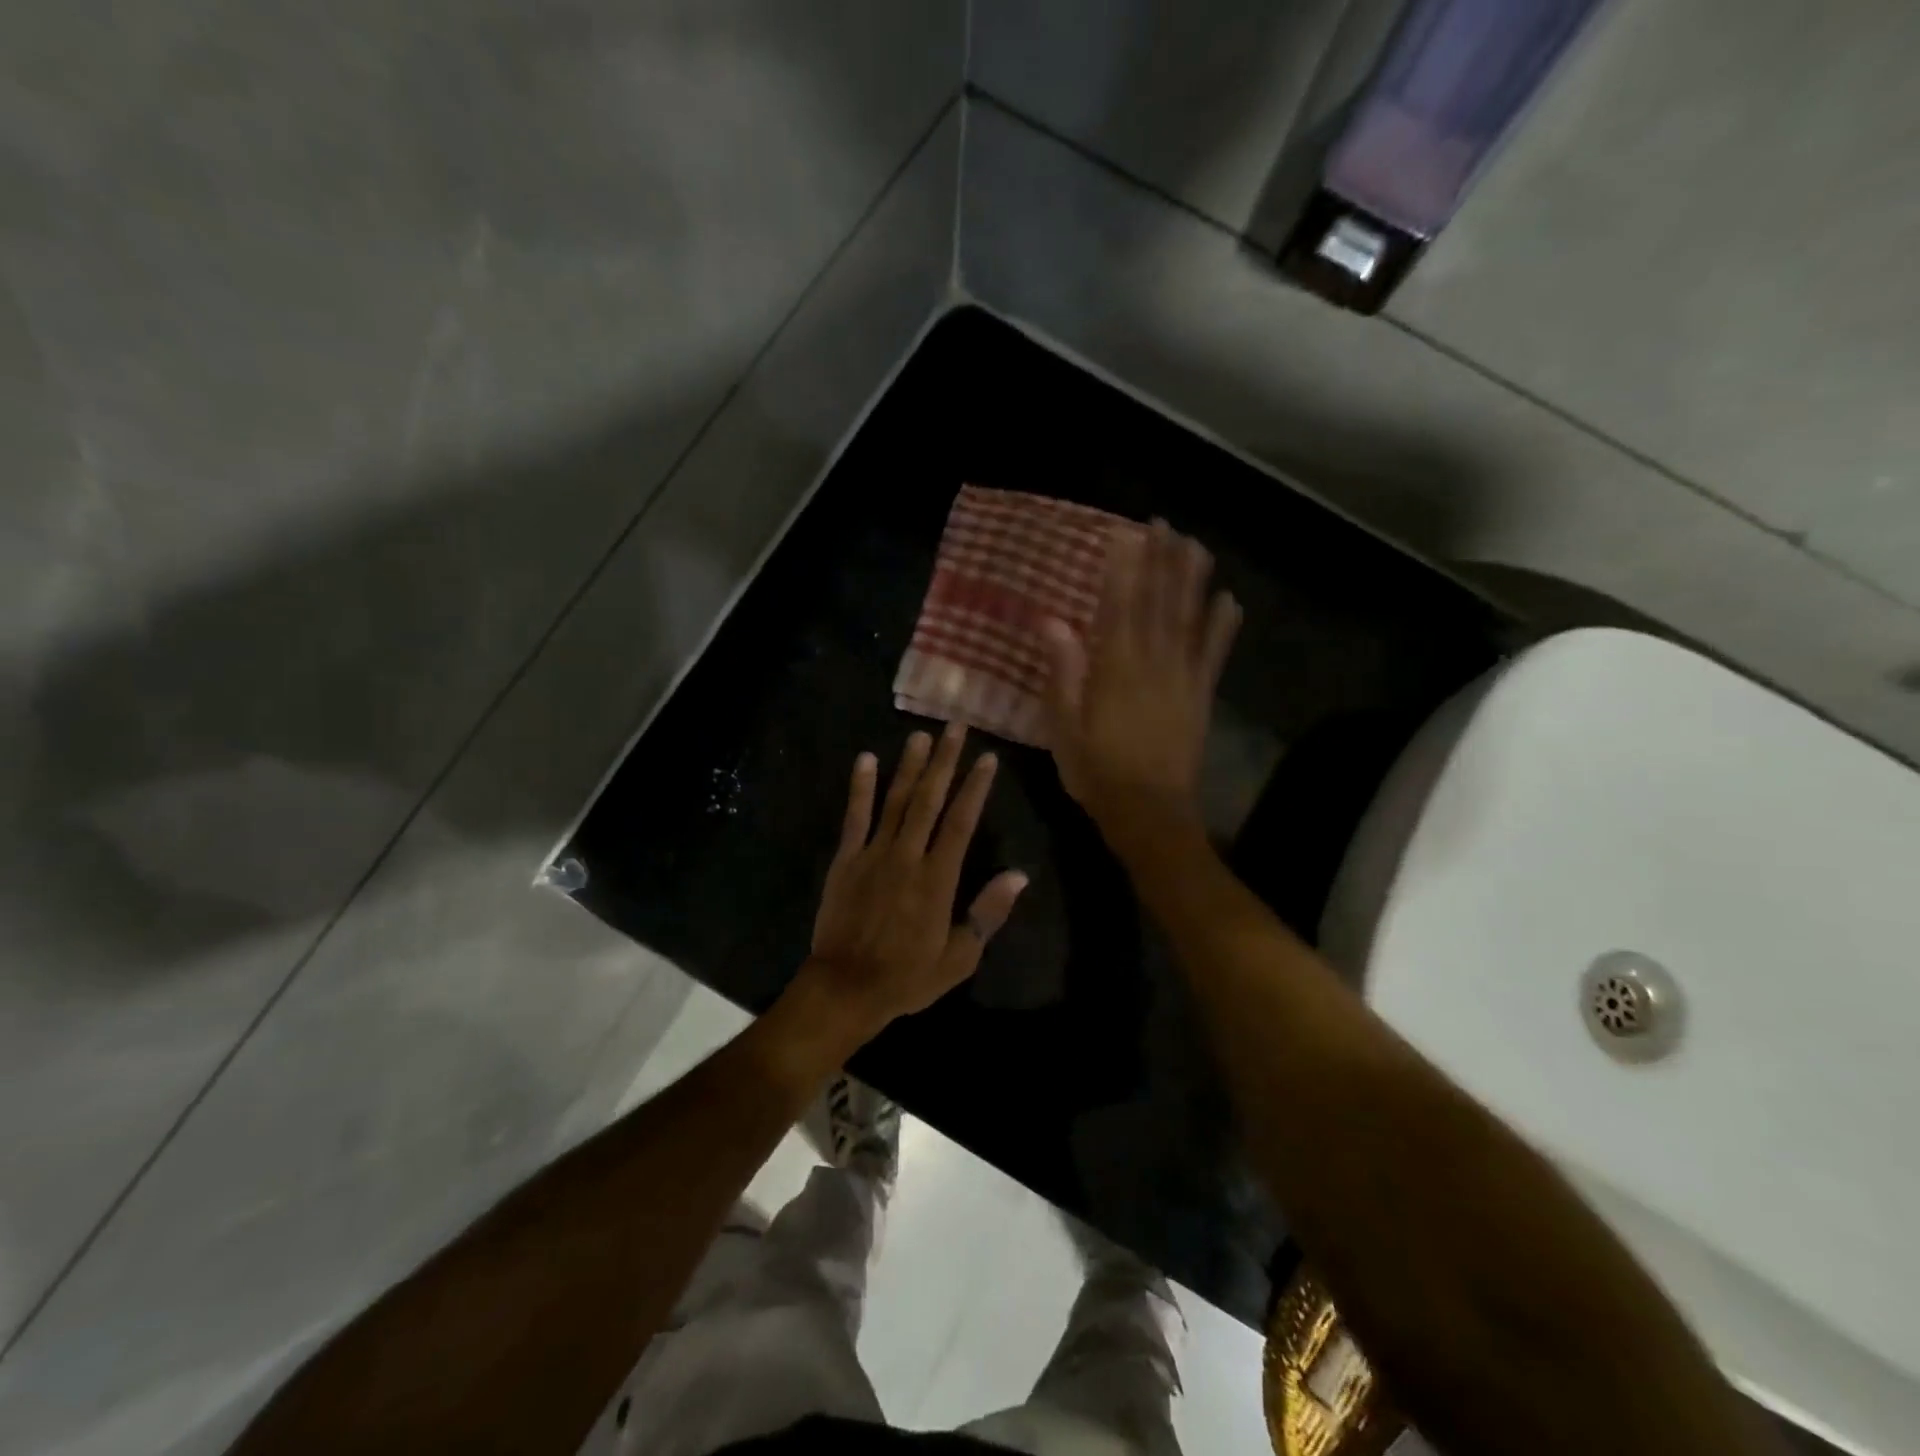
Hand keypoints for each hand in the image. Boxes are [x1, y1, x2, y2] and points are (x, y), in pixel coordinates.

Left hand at [801, 723, 1027, 1038]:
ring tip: (921, 735)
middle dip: (945, 762)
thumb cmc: (907, 977)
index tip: (987, 758)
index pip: (961, 822)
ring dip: (910, 766)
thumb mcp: (959, 957)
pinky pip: (855, 817)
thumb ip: (987, 913)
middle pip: (929, 800)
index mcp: (938, 879)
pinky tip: (866, 759)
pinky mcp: (846, 859)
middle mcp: (907, 856)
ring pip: (895, 801)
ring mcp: (873, 854)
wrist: (846, 988)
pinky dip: (860, 787)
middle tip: (955, 727)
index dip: (975, 788)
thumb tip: (1019, 875)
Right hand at [1041, 518, 1240, 839]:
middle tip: (1164, 524)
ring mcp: (1183, 677)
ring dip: (1193, 580)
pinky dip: (1222, 626)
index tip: (1126, 533)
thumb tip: (1052, 621)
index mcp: (1115, 668)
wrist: (1149, 811)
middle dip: (1161, 560)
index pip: (1119, 605)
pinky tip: (1228, 600)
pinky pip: (1214, 653)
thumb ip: (1062, 671)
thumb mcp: (1064, 725)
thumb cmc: (1096, 770)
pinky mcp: (1202, 696)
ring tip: (1196, 545)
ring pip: (1189, 619)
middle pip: (1159, 602)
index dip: (1124, 567)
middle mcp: (1153, 662)